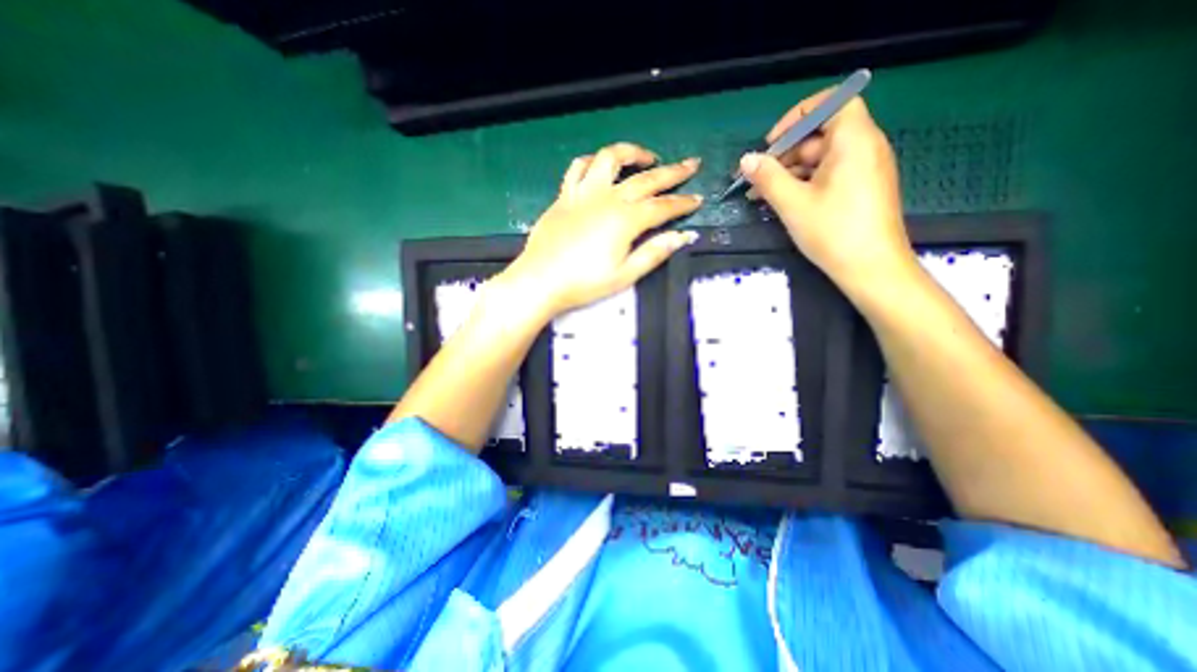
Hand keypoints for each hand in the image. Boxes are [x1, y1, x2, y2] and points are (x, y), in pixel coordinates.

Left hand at [502, 138, 701, 316]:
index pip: (663, 206)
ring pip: (610, 158)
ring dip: (632, 153)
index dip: (682, 203)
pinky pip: (578, 167)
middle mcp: (607, 198)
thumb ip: (655, 253)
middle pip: (646, 178)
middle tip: (691, 164)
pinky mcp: (565, 196)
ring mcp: (584, 193)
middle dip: (673, 172)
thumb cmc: (584, 283)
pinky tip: (601, 165)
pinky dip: (593, 161)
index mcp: (625, 220)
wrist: (541, 280)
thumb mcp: (625, 275)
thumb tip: (683, 237)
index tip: (697, 199)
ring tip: (647, 158)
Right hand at [741, 88, 919, 292]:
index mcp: (854, 140)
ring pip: (821, 158)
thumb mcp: (792, 203)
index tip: (771, 141)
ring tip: (761, 194)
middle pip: (821, 134)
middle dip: (785, 153)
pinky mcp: (861, 189)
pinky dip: (804, 183)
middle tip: (758, 177)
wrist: (871, 268)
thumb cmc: (833, 231)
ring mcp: (864, 170)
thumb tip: (746, 159)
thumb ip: (767, 177)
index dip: (799, 116)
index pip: (832, 103)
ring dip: (790, 172)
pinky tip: (782, 201)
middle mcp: (864, 147)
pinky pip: (829, 174)